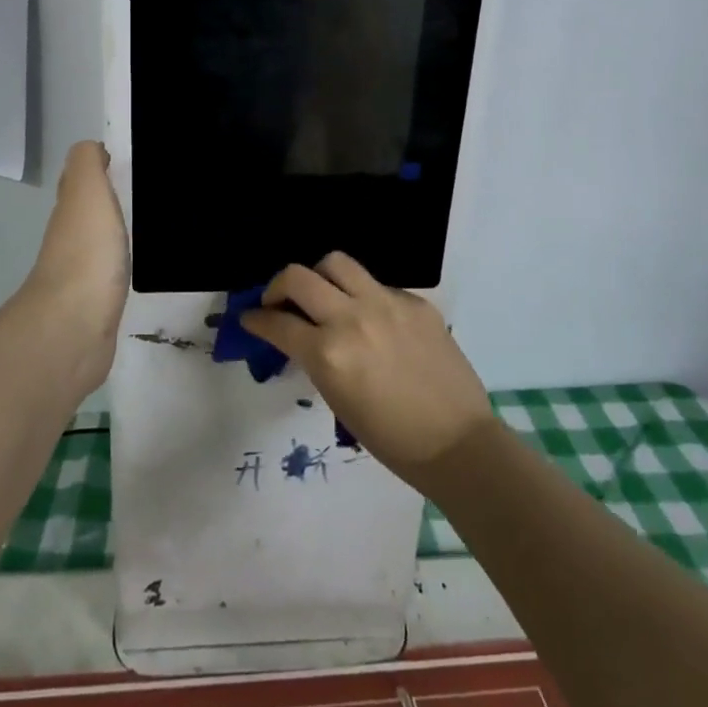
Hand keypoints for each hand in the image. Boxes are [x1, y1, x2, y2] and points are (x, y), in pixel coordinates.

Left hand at [13, 141, 130, 402]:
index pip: (80, 180)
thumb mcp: (87, 193)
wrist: (75, 328)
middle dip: (111, 198)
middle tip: (151, 189)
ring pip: (101, 242)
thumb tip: (91, 146)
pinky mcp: (99, 304)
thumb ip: (87, 164)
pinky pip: (111, 274)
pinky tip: (142, 263)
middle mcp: (72, 239)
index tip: (127, 158)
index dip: (97, 166)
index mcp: (71, 211)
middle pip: (90, 212)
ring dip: (117, 231)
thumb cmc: (85, 254)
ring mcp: (84, 274)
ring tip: (154, 222)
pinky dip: (122, 264)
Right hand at [240, 252, 494, 489]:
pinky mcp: (415, 302)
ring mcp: (386, 304)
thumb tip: (299, 335)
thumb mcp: (337, 399)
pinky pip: (377, 285)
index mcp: (328, 353)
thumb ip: (314, 358)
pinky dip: (363, 297)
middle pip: (298, 276)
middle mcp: (353, 318)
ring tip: (323, 295)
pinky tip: (372, 320)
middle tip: (279, 302)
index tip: (250, 317)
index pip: (277, 322)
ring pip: (337, 262)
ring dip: (320, 276)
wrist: (457, 444)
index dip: (256, 319)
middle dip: (278, 286)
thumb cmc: (390, 440)